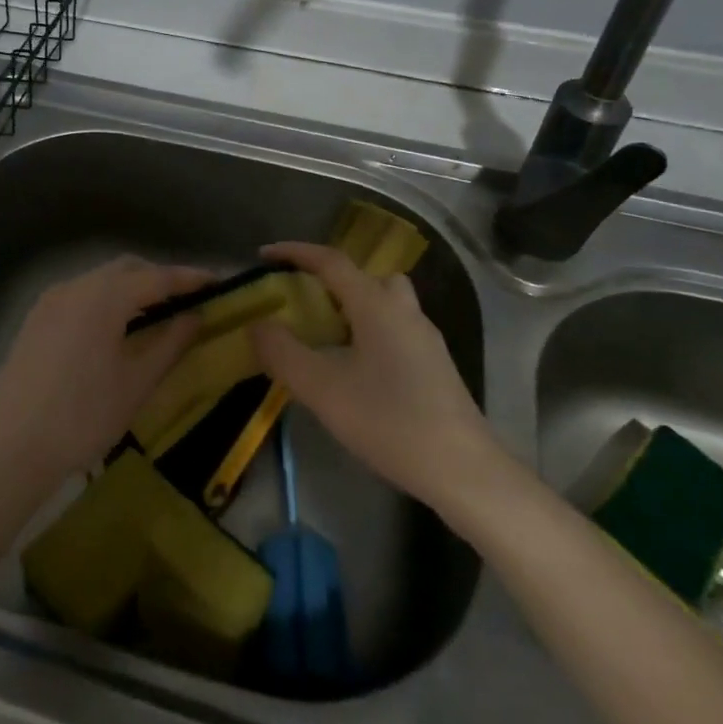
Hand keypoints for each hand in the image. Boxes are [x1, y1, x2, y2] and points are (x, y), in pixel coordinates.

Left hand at [0, 256, 212, 506]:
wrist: (10, 449)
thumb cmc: (82, 417)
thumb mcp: (136, 383)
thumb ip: (171, 343)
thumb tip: (196, 316)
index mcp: (104, 296)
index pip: (157, 277)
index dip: (190, 278)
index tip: (219, 282)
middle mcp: (76, 286)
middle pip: (127, 269)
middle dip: (160, 278)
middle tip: (188, 300)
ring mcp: (50, 300)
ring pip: (100, 280)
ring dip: (131, 288)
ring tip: (156, 314)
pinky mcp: (35, 319)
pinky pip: (80, 295)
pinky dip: (106, 300)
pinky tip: (116, 328)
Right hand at [250, 242, 496, 508]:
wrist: (464, 470)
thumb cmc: (390, 422)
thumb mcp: (324, 390)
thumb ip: (284, 353)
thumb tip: (258, 325)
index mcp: (376, 304)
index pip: (331, 261)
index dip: (295, 253)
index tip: (264, 255)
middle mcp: (403, 309)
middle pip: (363, 275)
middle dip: (328, 278)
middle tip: (300, 299)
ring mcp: (424, 336)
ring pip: (383, 300)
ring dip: (351, 304)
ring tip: (323, 334)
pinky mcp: (434, 363)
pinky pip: (393, 326)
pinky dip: (367, 328)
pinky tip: (354, 366)